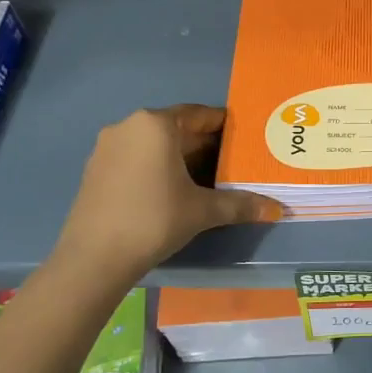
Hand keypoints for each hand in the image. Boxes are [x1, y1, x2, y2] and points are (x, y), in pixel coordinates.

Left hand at [51, 105, 282, 281]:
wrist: (94, 257)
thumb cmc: (154, 220)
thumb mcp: (203, 211)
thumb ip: (241, 205)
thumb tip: (277, 209)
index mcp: (155, 125)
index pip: (198, 114)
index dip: (224, 126)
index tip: (245, 138)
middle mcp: (128, 127)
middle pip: (176, 129)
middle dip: (204, 144)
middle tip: (233, 162)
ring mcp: (107, 148)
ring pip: (154, 145)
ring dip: (180, 157)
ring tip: (208, 178)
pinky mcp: (95, 170)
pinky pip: (136, 159)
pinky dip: (157, 168)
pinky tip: (173, 191)